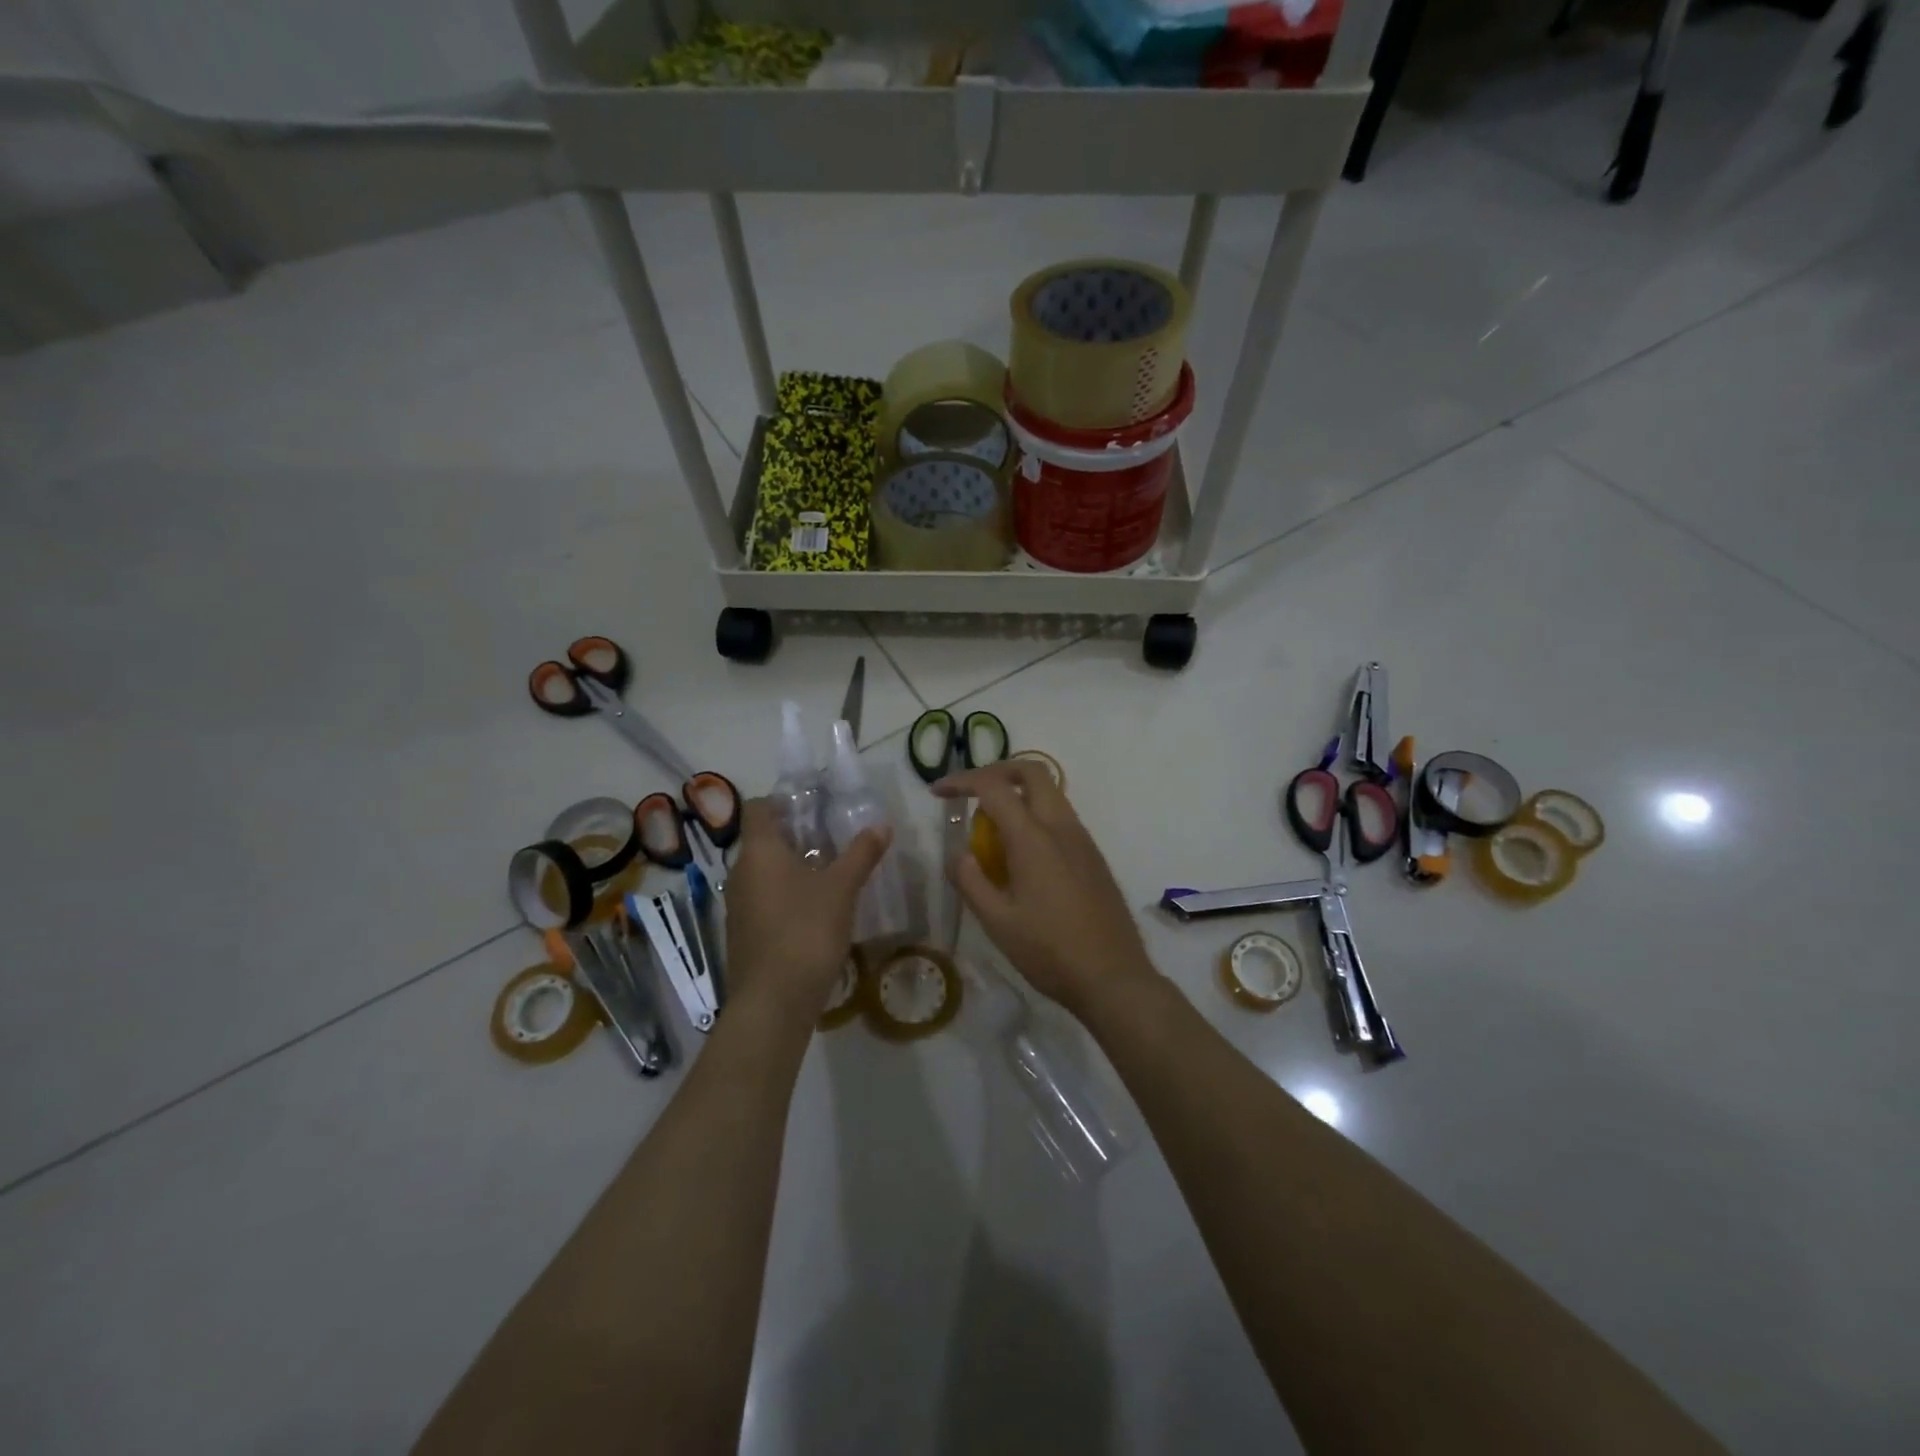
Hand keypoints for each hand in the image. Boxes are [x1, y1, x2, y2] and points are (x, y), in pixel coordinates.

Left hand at [725, 798, 889, 1024]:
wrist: (773, 1002)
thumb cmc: (806, 931)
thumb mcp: (842, 889)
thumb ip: (861, 854)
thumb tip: (882, 825)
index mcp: (759, 852)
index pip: (757, 808)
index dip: (782, 801)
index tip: (813, 805)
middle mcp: (740, 873)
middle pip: (763, 840)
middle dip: (795, 834)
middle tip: (832, 835)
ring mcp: (739, 906)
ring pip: (764, 871)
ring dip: (791, 866)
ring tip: (829, 870)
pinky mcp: (744, 933)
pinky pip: (764, 899)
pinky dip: (785, 894)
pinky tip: (815, 908)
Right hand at [936, 760, 1157, 1019]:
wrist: (1114, 977)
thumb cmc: (1050, 952)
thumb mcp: (997, 922)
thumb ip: (970, 881)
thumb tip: (957, 853)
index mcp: (1033, 839)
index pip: (994, 788)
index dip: (962, 781)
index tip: (938, 791)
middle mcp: (1061, 827)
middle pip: (1032, 772)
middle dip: (996, 771)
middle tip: (970, 792)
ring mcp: (1083, 840)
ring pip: (1050, 792)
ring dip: (1018, 793)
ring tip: (991, 826)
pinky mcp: (1093, 856)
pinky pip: (1061, 817)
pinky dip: (1035, 814)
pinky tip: (1021, 853)